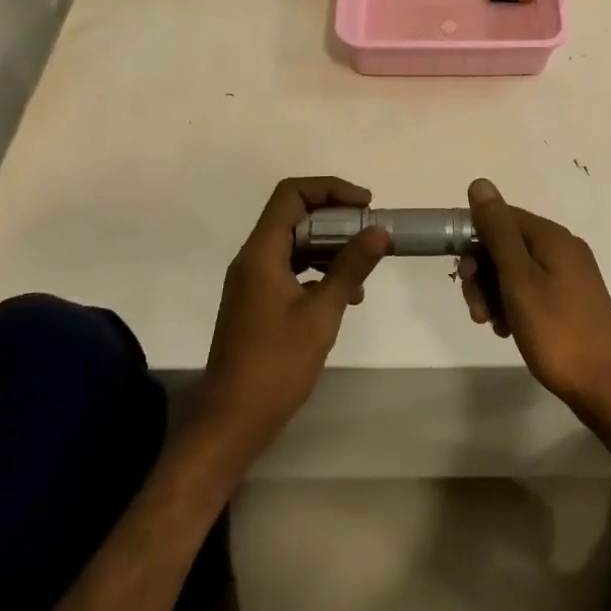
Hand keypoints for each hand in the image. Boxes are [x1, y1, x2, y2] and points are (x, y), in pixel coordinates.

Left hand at [198, 177, 390, 459]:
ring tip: (364, 267)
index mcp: (261, 252)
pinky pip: (291, 268)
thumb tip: (379, 230)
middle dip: (336, 218)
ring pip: (295, 243)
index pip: (292, 194)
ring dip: (330, 246)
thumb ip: (350, 267)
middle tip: (371, 233)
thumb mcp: (321, 314)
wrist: (231, 422)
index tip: (365, 205)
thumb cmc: (276, 365)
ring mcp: (252, 281)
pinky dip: (318, 270)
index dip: (330, 189)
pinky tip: (346, 295)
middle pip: (294, 215)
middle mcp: (253, 258)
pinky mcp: (257, 302)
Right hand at [458, 179, 610, 422]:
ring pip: (515, 271)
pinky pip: (530, 290)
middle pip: (506, 245)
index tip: (462, 272)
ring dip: (494, 293)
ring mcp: (569, 276)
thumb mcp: (519, 279)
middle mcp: (562, 248)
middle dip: (483, 272)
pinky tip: (507, 330)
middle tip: (476, 309)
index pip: (501, 216)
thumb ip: (498, 231)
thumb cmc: (558, 331)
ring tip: (491, 325)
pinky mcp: (570, 301)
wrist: (608, 388)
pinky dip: (512, 305)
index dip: (475, 238)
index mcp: (552, 237)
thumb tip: (480, 183)